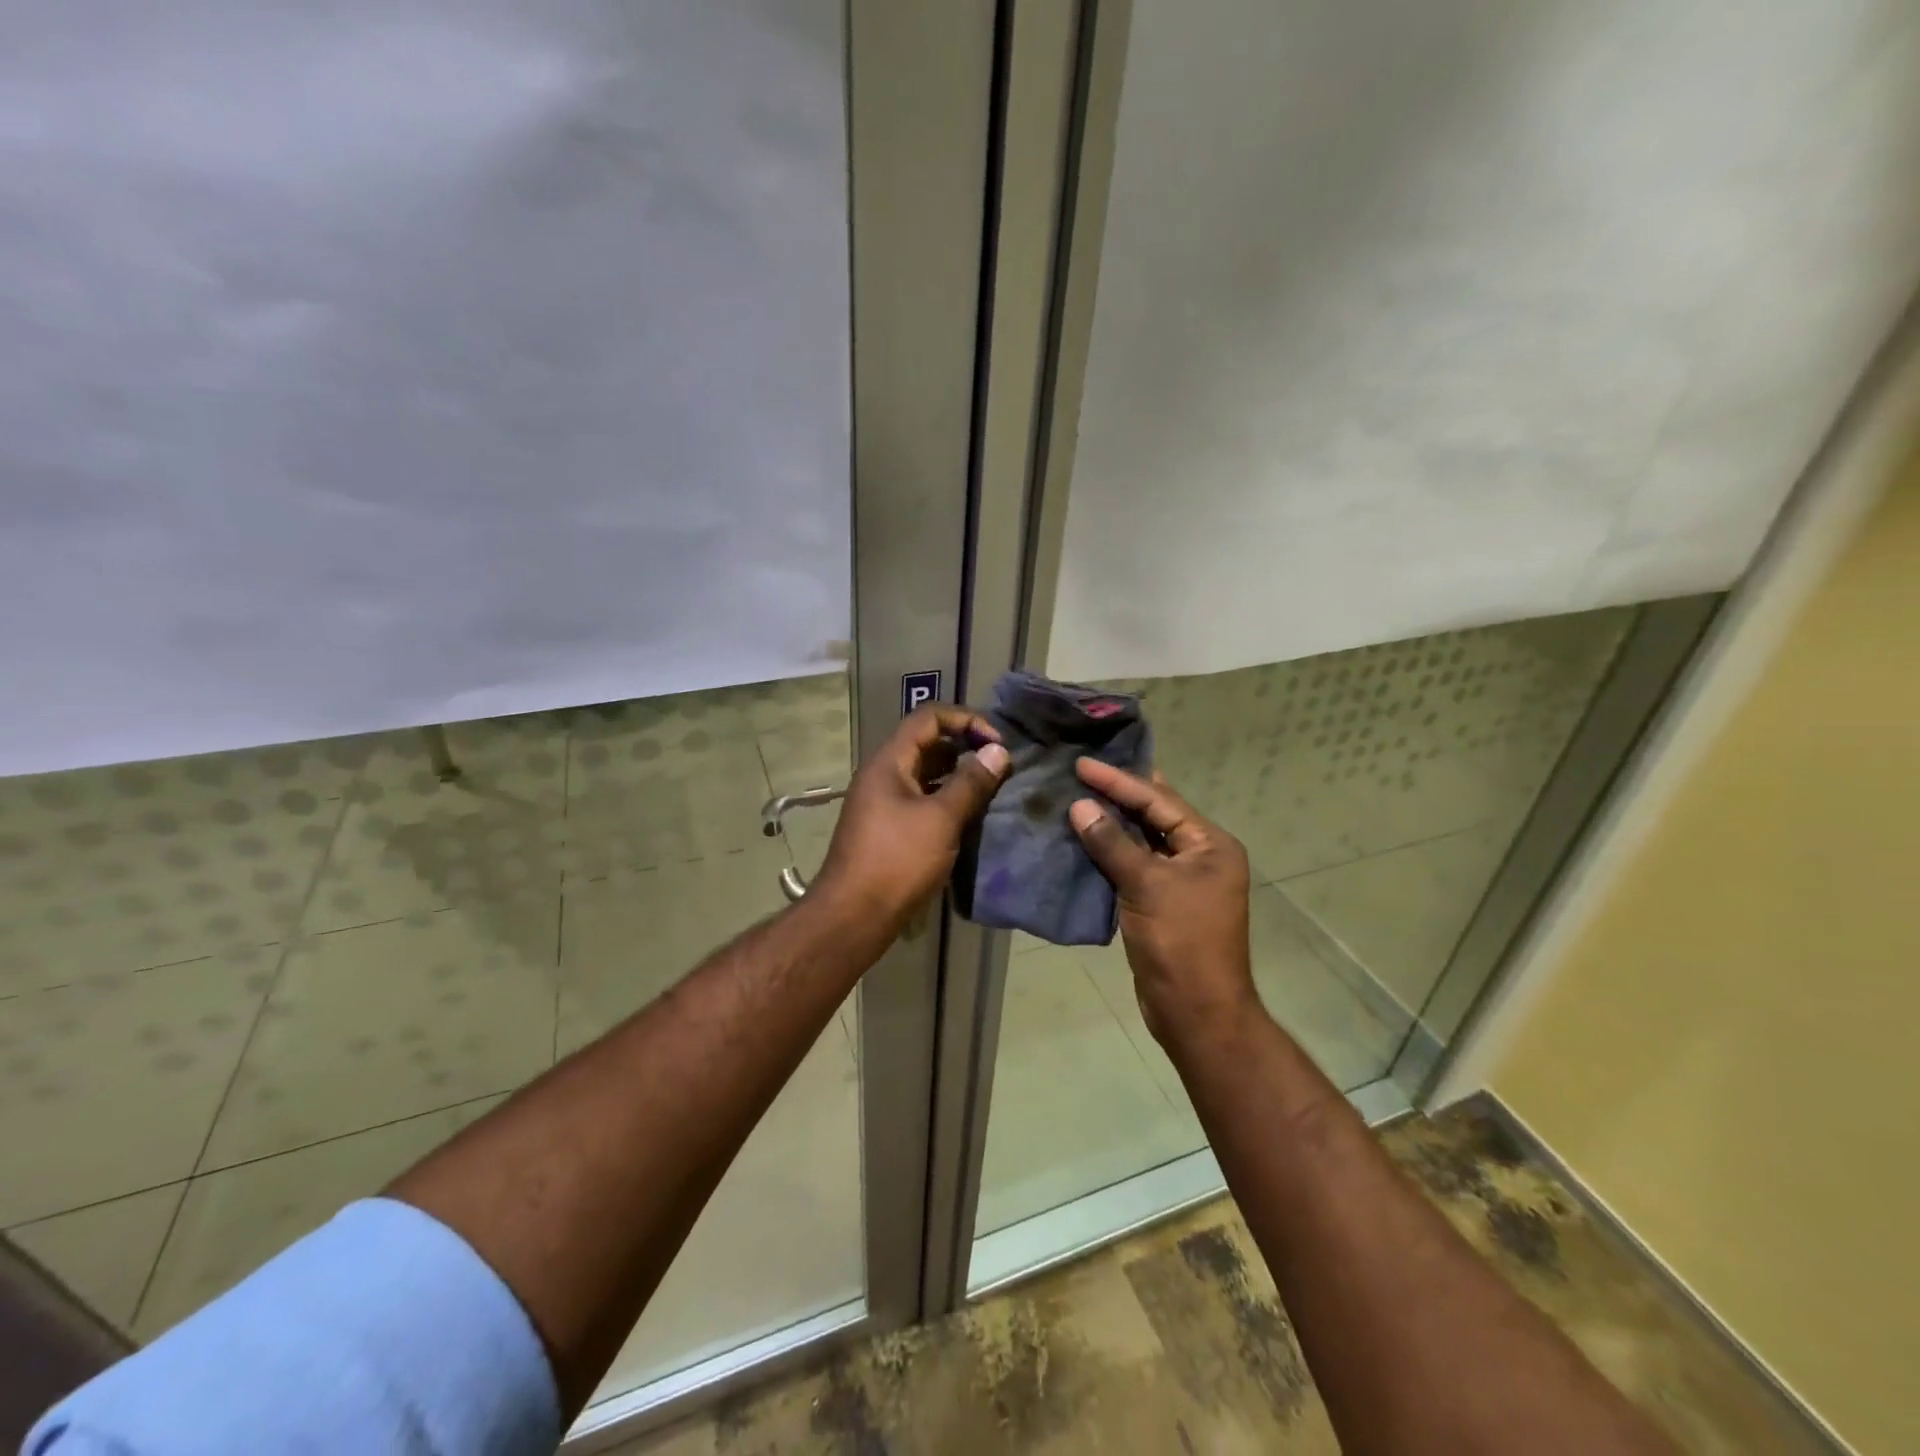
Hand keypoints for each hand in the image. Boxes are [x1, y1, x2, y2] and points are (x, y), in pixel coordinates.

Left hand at [814, 704, 1010, 925]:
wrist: (853, 916)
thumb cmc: (897, 861)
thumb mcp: (941, 819)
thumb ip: (971, 782)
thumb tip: (998, 751)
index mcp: (889, 762)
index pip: (928, 718)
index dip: (965, 720)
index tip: (996, 742)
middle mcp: (882, 775)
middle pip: (926, 743)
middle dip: (964, 747)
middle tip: (999, 764)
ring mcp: (882, 803)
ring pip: (925, 774)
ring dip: (957, 775)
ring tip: (991, 788)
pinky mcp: (887, 828)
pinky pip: (921, 799)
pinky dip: (945, 799)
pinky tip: (969, 816)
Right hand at [1068, 760, 1259, 1052]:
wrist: (1196, 1012)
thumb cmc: (1180, 943)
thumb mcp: (1146, 886)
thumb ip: (1112, 843)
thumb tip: (1080, 806)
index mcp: (1210, 845)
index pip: (1159, 800)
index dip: (1118, 781)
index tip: (1082, 764)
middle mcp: (1200, 856)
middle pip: (1153, 815)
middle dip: (1117, 795)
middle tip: (1080, 772)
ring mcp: (1181, 881)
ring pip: (1141, 841)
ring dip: (1111, 824)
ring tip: (1075, 798)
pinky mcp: (1162, 902)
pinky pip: (1133, 866)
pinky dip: (1110, 853)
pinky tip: (1083, 840)